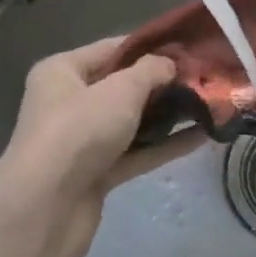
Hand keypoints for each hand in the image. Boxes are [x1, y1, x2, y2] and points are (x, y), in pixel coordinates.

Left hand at [0, 37, 187, 256]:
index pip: (112, 49)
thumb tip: (169, 64)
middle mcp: (68, 102)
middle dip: (162, 84)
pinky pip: (135, 152)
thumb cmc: (79, 130)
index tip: (188, 48)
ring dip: (167, 116)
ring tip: (210, 105)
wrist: (45, 209)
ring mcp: (81, 141)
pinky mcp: (95, 175)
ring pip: (131, 122)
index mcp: (62, 71)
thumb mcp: (120, 90)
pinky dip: (163, 145)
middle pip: (122, 86)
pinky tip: (200, 137)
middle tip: (205, 78)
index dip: (149, 47)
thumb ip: (150, 71)